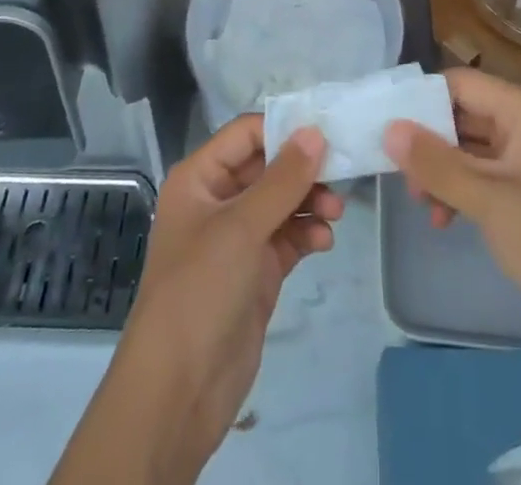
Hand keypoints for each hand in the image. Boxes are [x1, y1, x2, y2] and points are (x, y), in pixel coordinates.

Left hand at [51, 116, 342, 484]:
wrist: (178, 391)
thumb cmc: (200, 290)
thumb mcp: (241, 227)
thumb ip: (282, 179)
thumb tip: (315, 132)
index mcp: (200, 178)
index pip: (246, 135)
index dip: (283, 130)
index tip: (327, 133)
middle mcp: (217, 200)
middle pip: (267, 167)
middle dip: (303, 169)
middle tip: (342, 174)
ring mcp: (237, 238)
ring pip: (281, 202)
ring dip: (309, 202)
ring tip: (336, 213)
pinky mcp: (255, 271)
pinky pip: (286, 237)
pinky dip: (306, 234)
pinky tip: (324, 241)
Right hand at [383, 67, 520, 365]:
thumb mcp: (492, 202)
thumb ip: (438, 164)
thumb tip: (388, 128)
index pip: (462, 84)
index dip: (422, 99)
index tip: (384, 123)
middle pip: (463, 114)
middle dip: (428, 140)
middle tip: (394, 168)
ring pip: (468, 149)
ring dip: (440, 170)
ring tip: (418, 199)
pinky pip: (480, 178)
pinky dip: (457, 192)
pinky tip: (441, 219)